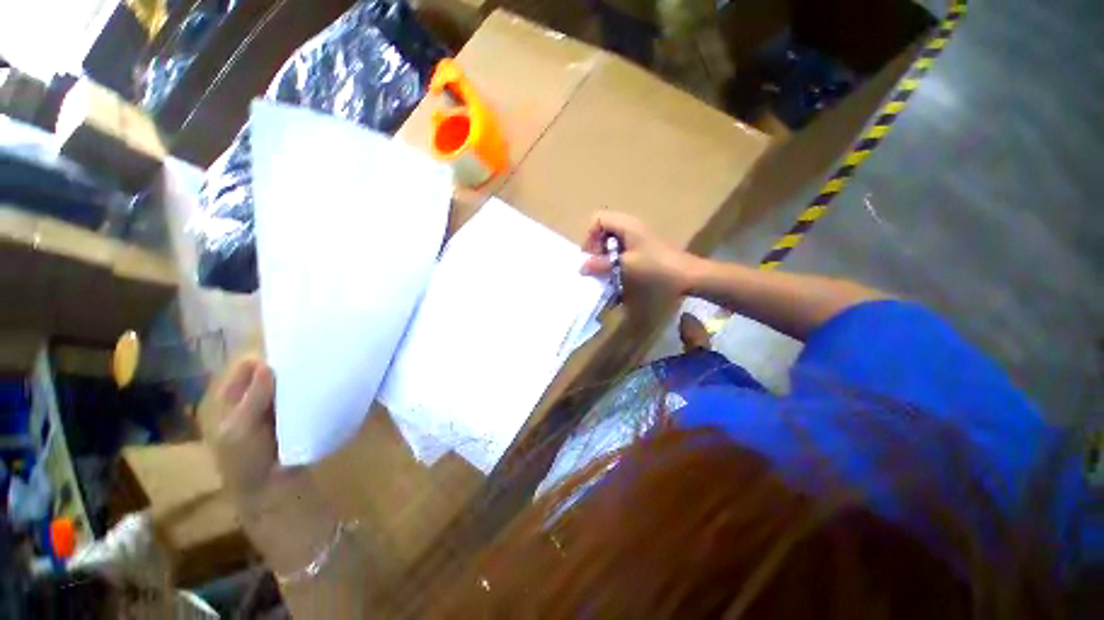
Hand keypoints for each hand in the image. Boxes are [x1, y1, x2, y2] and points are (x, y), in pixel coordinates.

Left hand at [200, 356, 337, 573]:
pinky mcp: (292, 413)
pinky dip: (308, 389)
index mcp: (230, 396)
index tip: (292, 351)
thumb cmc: (245, 460)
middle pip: (269, 369)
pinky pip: (299, 394)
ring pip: (286, 381)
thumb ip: (252, 398)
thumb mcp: (240, 430)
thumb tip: (266, 363)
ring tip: (322, 367)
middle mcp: (251, 395)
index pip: (247, 364)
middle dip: (287, 363)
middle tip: (312, 357)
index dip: (266, 356)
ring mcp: (273, 404)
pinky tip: (323, 384)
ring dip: (299, 376)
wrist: (269, 489)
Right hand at [581, 211, 698, 297]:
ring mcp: (636, 235)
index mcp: (625, 224)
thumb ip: (601, 265)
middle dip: (597, 247)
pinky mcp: (641, 246)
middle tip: (599, 265)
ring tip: (608, 271)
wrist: (685, 274)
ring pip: (611, 240)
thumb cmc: (655, 266)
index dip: (590, 236)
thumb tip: (581, 267)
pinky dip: (615, 259)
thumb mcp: (625, 265)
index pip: (597, 219)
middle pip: (602, 229)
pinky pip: (620, 248)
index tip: (592, 256)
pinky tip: (619, 272)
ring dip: (605, 255)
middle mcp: (629, 225)